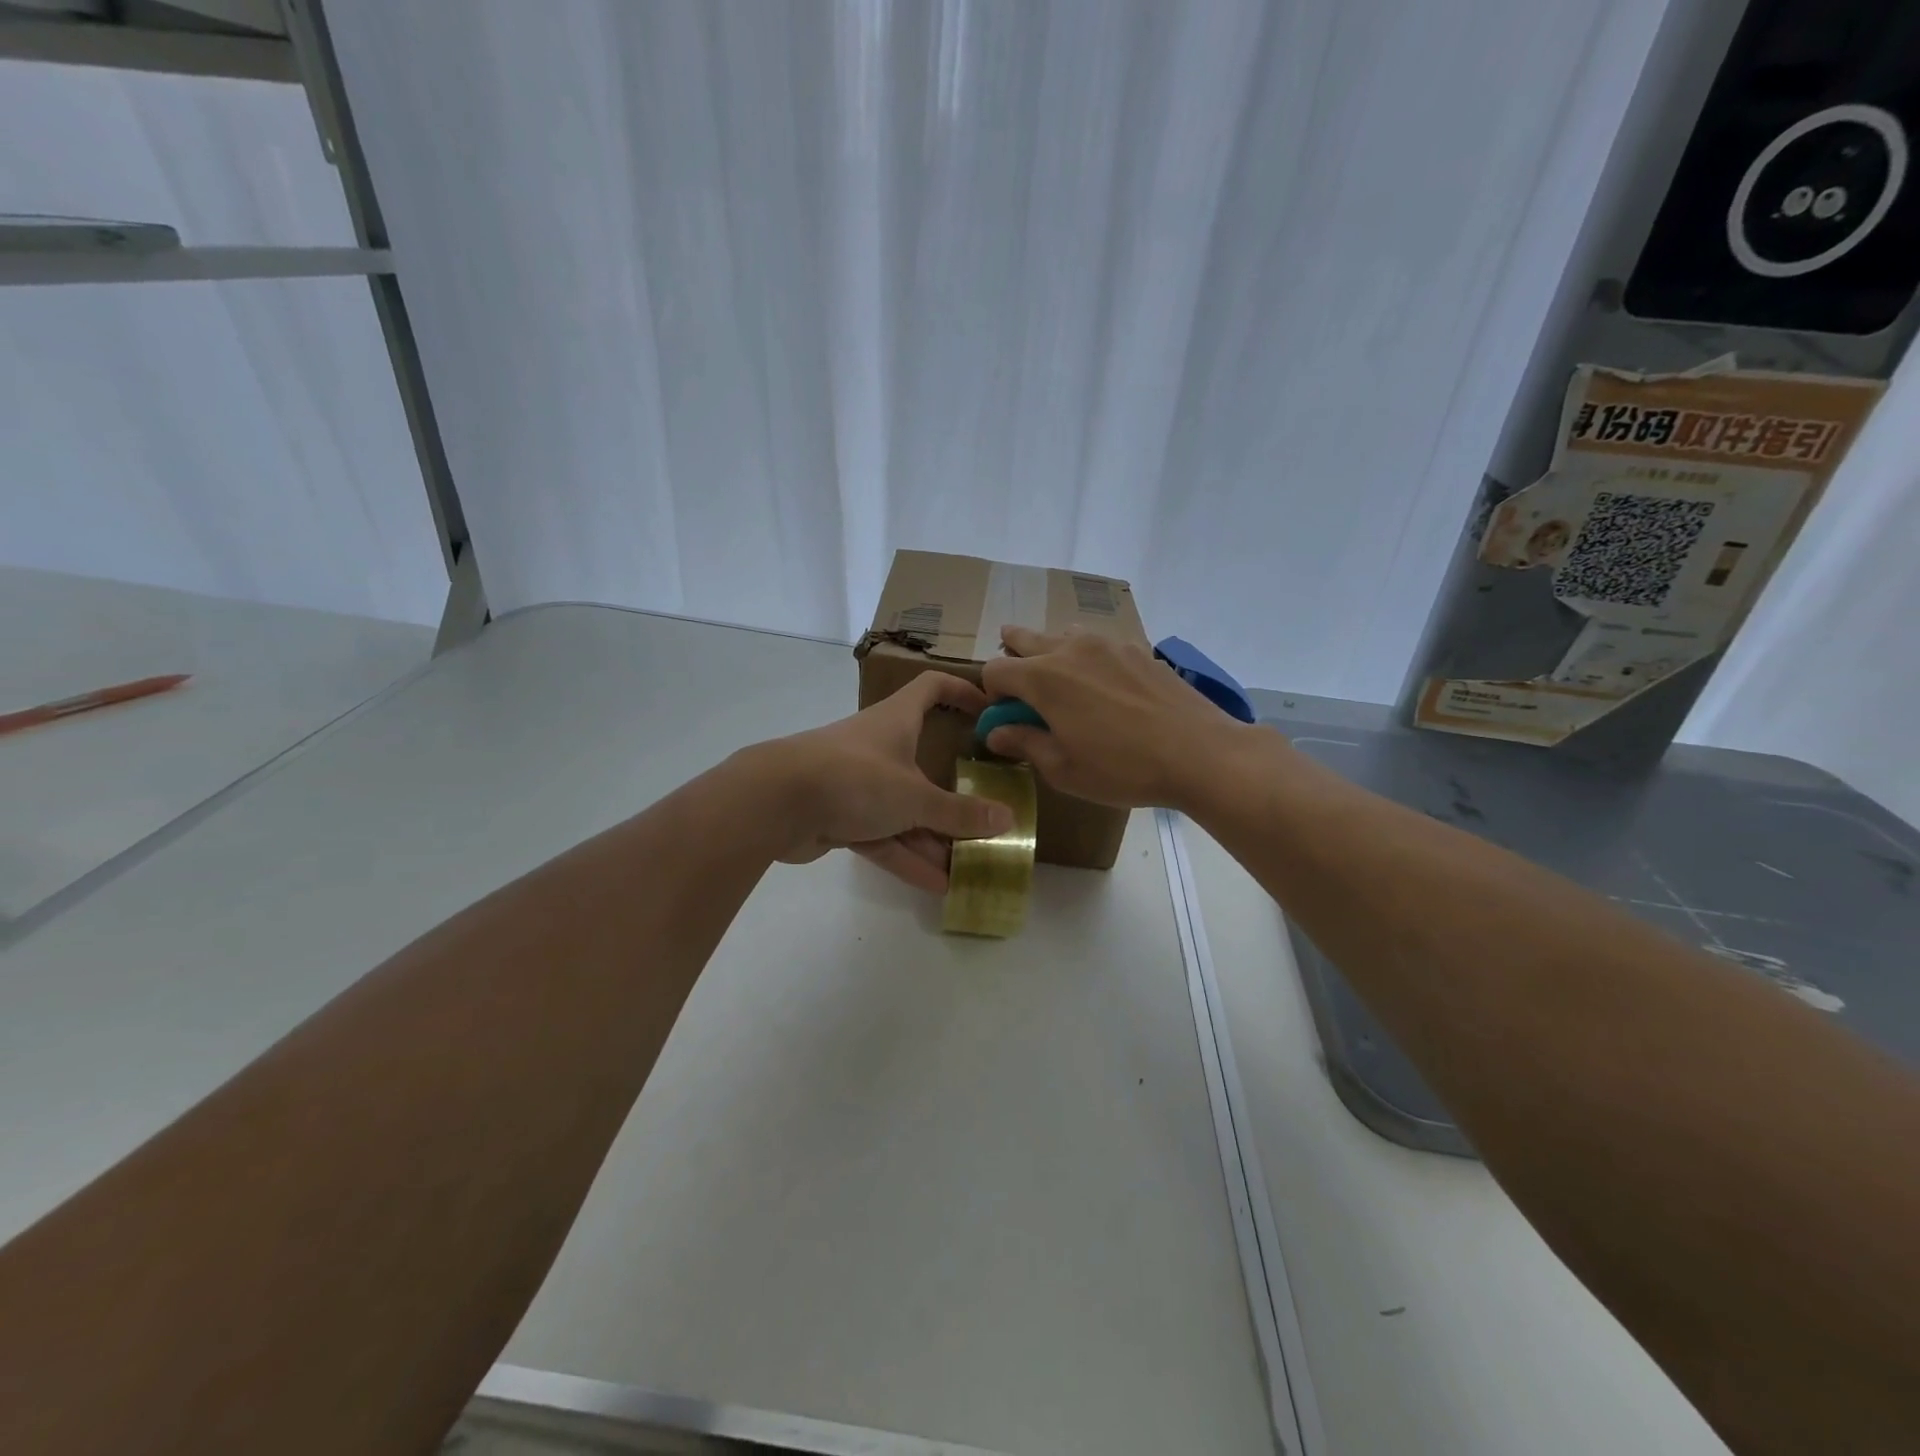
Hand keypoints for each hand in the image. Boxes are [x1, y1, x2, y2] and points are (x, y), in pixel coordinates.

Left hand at [747, 672, 1013, 892]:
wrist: (774, 803)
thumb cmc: (854, 777)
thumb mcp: (914, 796)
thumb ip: (959, 813)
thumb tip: (1007, 819)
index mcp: (897, 721)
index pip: (932, 688)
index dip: (961, 692)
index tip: (988, 710)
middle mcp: (879, 747)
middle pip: (924, 763)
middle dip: (954, 793)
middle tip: (986, 814)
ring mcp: (857, 783)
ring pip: (904, 809)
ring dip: (933, 837)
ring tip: (969, 866)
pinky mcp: (839, 816)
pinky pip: (882, 836)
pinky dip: (906, 856)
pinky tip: (936, 884)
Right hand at [979, 626, 1253, 808]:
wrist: (1199, 753)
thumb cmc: (1123, 769)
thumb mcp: (1064, 769)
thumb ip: (1025, 743)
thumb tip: (995, 732)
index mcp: (1043, 678)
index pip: (995, 669)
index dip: (992, 693)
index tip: (1006, 716)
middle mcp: (1070, 649)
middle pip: (1024, 638)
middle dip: (1013, 657)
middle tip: (1021, 688)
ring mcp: (1107, 643)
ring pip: (1063, 635)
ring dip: (1051, 654)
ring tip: (1064, 685)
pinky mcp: (1137, 648)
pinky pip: (1098, 643)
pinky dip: (1088, 658)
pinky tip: (1106, 688)